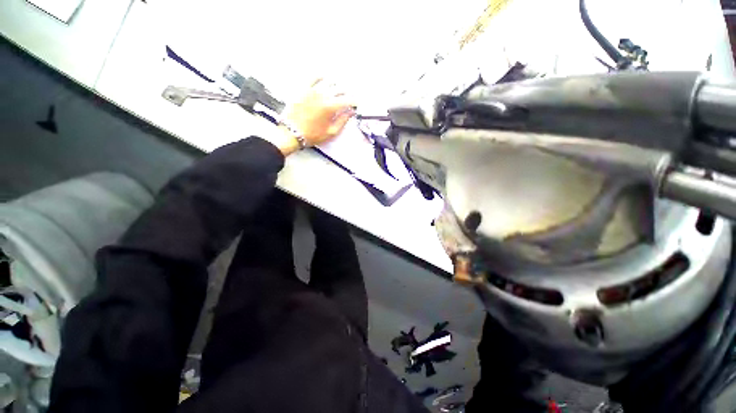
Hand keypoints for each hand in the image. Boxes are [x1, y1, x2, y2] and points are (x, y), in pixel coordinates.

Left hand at [275, 79, 354, 155]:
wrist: (291, 133)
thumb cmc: (312, 135)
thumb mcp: (331, 132)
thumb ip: (342, 121)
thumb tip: (351, 112)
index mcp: (331, 107)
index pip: (348, 100)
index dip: (355, 101)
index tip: (357, 104)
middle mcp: (323, 95)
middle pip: (340, 89)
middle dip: (347, 93)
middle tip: (348, 99)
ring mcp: (312, 90)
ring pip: (329, 81)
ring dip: (336, 85)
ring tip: (338, 90)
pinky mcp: (303, 88)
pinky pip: (313, 77)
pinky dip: (321, 76)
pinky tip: (324, 79)